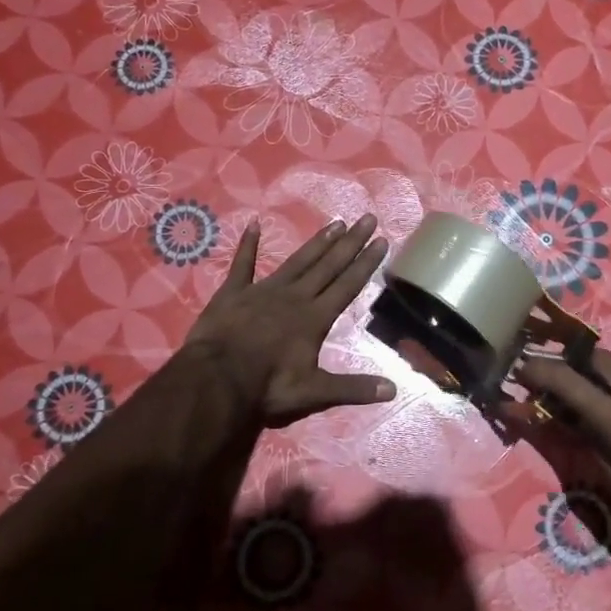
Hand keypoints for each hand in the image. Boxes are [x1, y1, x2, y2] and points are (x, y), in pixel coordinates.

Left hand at [186, 215, 395, 426]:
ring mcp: (263, 290)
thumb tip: (394, 390)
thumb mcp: (315, 392)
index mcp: (314, 318)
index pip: (347, 285)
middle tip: (367, 218)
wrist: (216, 379)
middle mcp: (295, 297)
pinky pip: (242, 264)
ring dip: (317, 242)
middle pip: (328, 266)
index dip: (366, 263)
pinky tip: (253, 224)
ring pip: (297, 261)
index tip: (381, 240)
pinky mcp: (234, 292)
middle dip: (350, 243)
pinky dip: (248, 245)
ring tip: (336, 223)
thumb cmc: (267, 386)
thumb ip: (354, 388)